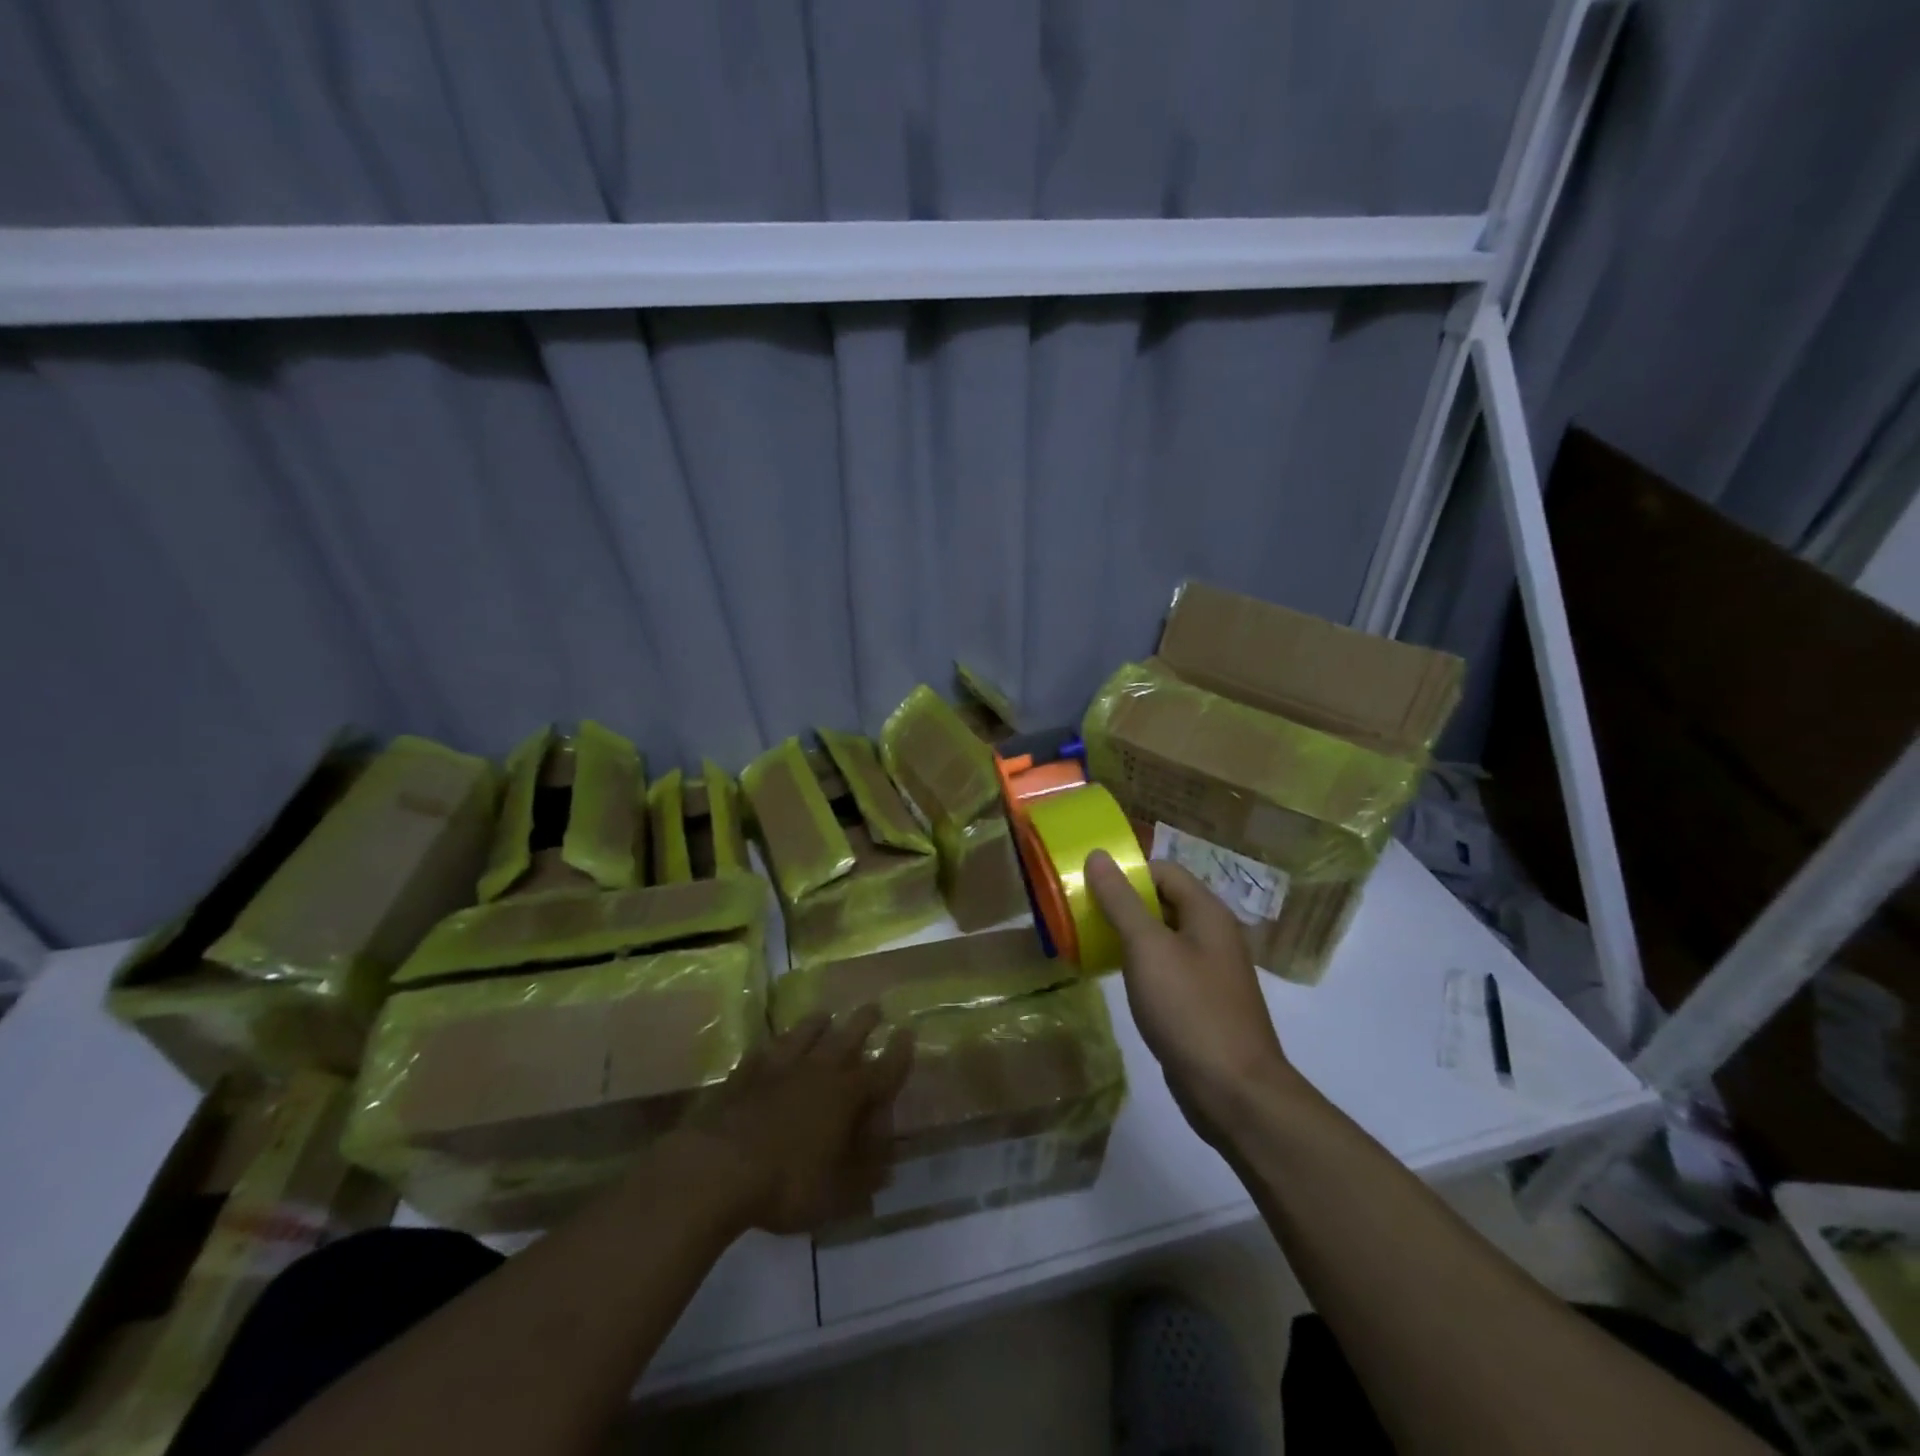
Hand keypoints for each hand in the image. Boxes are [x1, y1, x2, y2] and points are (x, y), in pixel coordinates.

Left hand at [682, 1006, 913, 1234]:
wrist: (717, 1167)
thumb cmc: (786, 1184)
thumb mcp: (836, 1195)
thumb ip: (865, 1179)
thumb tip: (888, 1167)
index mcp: (847, 1096)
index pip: (883, 1069)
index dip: (899, 1053)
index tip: (908, 1032)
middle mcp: (818, 1071)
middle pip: (847, 1037)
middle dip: (864, 1022)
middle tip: (874, 1007)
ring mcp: (779, 1067)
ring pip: (805, 1034)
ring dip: (818, 1023)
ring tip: (825, 1015)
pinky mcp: (745, 1073)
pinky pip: (765, 1050)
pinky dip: (773, 1045)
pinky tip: (771, 1045)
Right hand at [1085, 851, 1308, 1143]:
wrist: (1234, 1090)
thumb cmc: (1189, 1009)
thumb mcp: (1147, 948)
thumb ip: (1121, 901)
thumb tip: (1098, 855)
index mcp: (1207, 912)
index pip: (1163, 870)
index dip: (1126, 872)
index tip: (1088, 886)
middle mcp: (1213, 934)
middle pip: (1163, 901)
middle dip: (1122, 903)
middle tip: (1080, 913)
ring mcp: (1209, 970)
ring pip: (1162, 936)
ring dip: (1128, 934)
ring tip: (1088, 941)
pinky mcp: (1201, 1001)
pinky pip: (1166, 967)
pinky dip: (1140, 964)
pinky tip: (1115, 977)